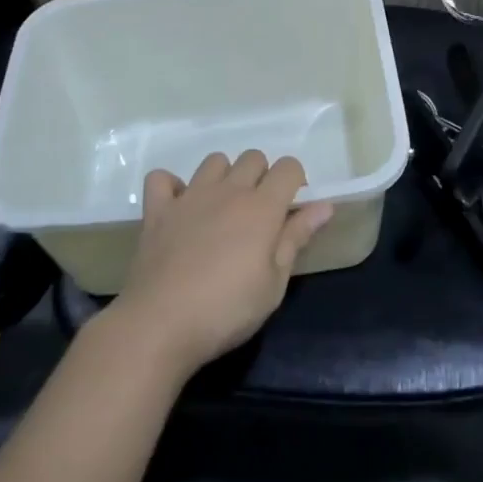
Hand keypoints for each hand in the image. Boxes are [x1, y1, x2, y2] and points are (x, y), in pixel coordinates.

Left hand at [111, 150, 333, 379]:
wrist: (160, 324)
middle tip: (259, 214)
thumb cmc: (227, 310)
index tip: (292, 208)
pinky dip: (172, 187)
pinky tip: (179, 208)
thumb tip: (324, 206)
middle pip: (253, 157)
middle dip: (262, 176)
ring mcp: (190, 196)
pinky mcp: (158, 210)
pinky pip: (162, 178)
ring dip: (224, 177)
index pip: (288, 167)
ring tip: (222, 209)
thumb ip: (297, 238)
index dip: (296, 180)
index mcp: (261, 207)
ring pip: (214, 161)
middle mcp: (228, 190)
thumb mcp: (273, 284)